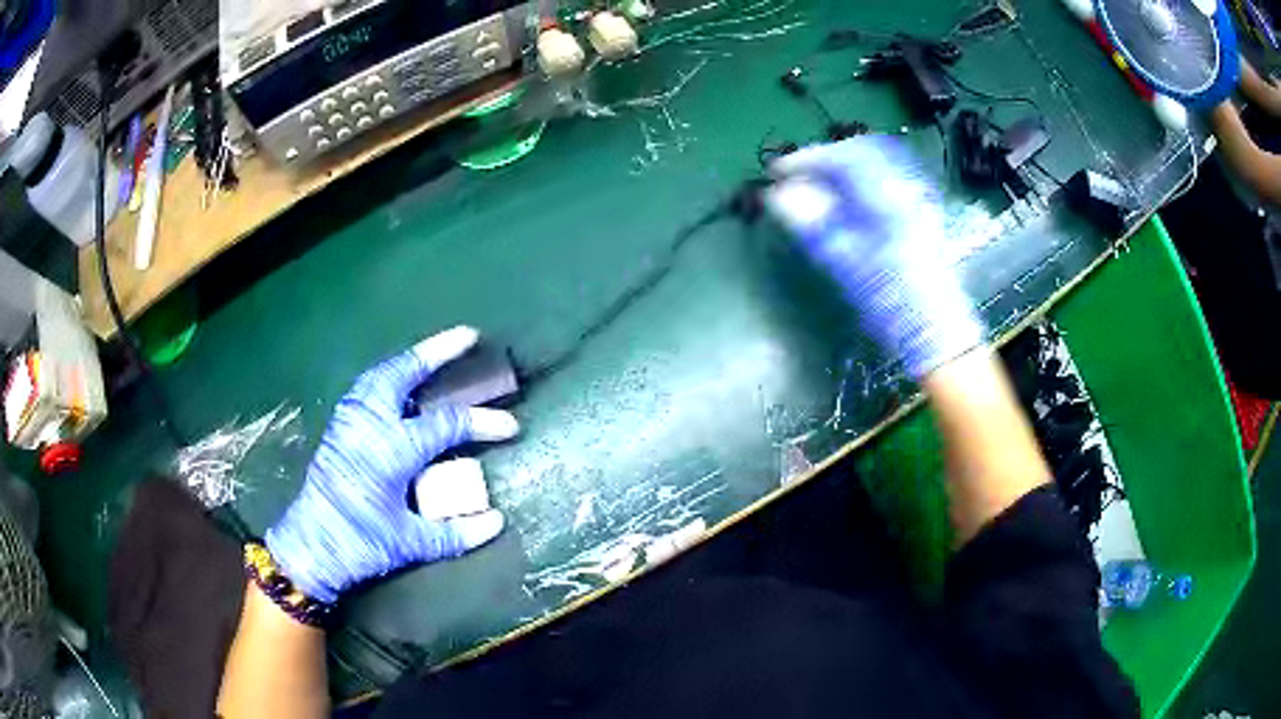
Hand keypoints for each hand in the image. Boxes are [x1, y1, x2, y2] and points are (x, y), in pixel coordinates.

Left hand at [266, 327, 519, 603]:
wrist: (308, 548)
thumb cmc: (359, 544)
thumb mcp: (409, 543)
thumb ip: (455, 532)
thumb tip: (496, 522)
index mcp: (391, 449)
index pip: (446, 424)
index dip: (483, 422)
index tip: (511, 426)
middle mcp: (369, 424)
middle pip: (403, 374)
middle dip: (436, 352)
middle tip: (468, 337)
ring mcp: (349, 422)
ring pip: (380, 376)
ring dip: (410, 361)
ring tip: (433, 354)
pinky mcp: (338, 429)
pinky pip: (365, 389)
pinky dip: (387, 377)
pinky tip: (398, 386)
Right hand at [765, 136, 983, 377]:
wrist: (938, 337)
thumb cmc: (895, 306)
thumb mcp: (850, 266)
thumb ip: (815, 225)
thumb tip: (780, 196)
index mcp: (890, 199)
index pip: (844, 158)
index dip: (808, 159)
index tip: (779, 172)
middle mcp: (907, 191)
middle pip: (861, 154)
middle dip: (824, 160)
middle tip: (795, 177)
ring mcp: (918, 202)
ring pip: (874, 165)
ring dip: (840, 169)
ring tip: (814, 187)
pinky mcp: (921, 216)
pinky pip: (885, 181)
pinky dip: (858, 182)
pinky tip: (845, 201)